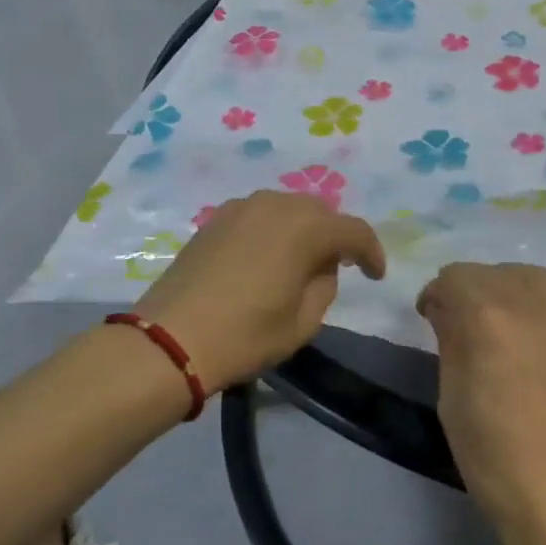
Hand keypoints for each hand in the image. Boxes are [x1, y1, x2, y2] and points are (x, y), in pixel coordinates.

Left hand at [135, 191, 385, 393]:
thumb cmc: (245, 335)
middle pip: (320, 212)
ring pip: (288, 209)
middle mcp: (276, 205)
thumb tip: (321, 267)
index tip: (375, 276)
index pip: (354, 231)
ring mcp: (242, 207)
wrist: (170, 339)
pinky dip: (273, 230)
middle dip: (335, 236)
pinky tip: (266, 257)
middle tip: (337, 267)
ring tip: (300, 261)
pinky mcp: (215, 219)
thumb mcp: (304, 322)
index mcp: (305, 228)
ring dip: (302, 230)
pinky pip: (259, 215)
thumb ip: (325, 286)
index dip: (371, 252)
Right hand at [416, 263, 545, 544]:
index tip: (431, 319)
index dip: (437, 295)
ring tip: (503, 321)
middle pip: (491, 272)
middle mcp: (532, 302)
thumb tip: (446, 309)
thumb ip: (449, 339)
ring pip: (532, 276)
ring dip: (509, 288)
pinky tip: (544, 319)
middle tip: (462, 325)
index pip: (454, 277)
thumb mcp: (452, 396)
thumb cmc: (494, 456)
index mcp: (487, 316)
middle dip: (469, 291)